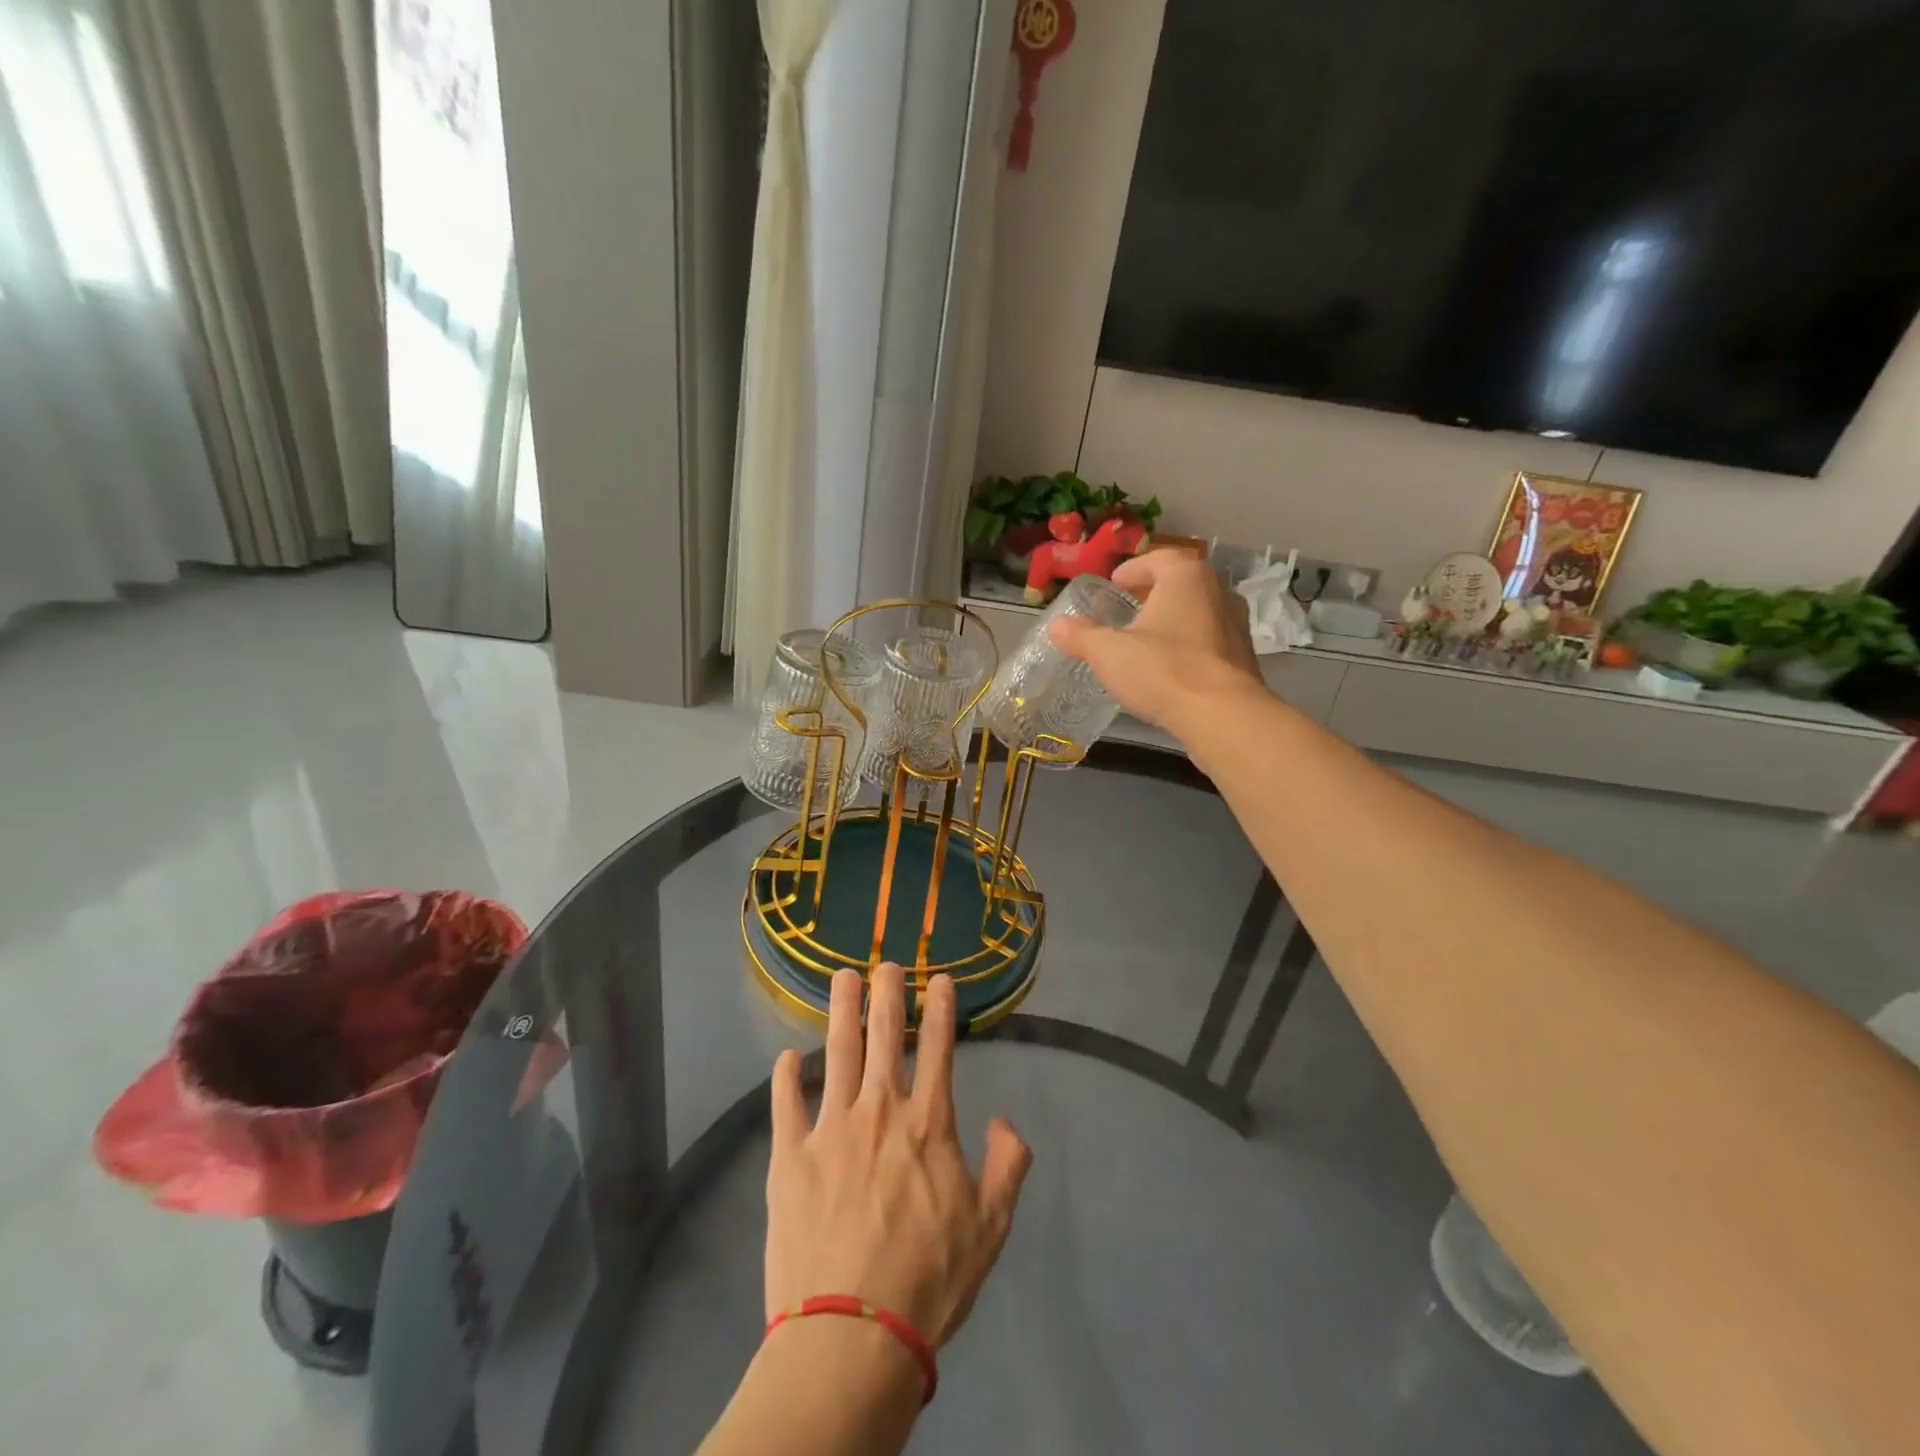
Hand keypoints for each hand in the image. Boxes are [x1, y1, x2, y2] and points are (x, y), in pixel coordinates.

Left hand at [765, 964, 1030, 1346]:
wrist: (853, 1334)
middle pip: (884, 1036)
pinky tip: (786, 1057)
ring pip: (837, 1052)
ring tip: (842, 977)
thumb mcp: (990, 1228)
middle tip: (886, 963)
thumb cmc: (929, 1281)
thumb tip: (1007, 1121)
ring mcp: (831, 1129)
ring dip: (841, 1011)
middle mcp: (880, 1110)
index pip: (939, 1049)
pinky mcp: (790, 1157)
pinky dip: (786, 1077)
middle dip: (887, 993)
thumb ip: (1007, 1167)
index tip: (939, 978)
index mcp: (927, 1124)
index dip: (941, 1009)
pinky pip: (786, 1104)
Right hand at [1049, 549, 1263, 729]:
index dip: (1133, 569)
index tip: (1115, 583)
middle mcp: (1218, 593)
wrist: (1221, 716)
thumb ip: (1081, 636)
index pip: (1159, 559)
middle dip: (1153, 595)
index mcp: (1186, 578)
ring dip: (1173, 622)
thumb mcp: (1108, 652)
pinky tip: (1169, 670)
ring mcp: (1236, 626)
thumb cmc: (1162, 670)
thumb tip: (1057, 625)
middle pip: (1181, 585)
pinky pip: (1208, 643)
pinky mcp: (1243, 659)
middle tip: (1127, 611)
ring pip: (1198, 614)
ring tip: (1146, 642)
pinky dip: (1187, 648)